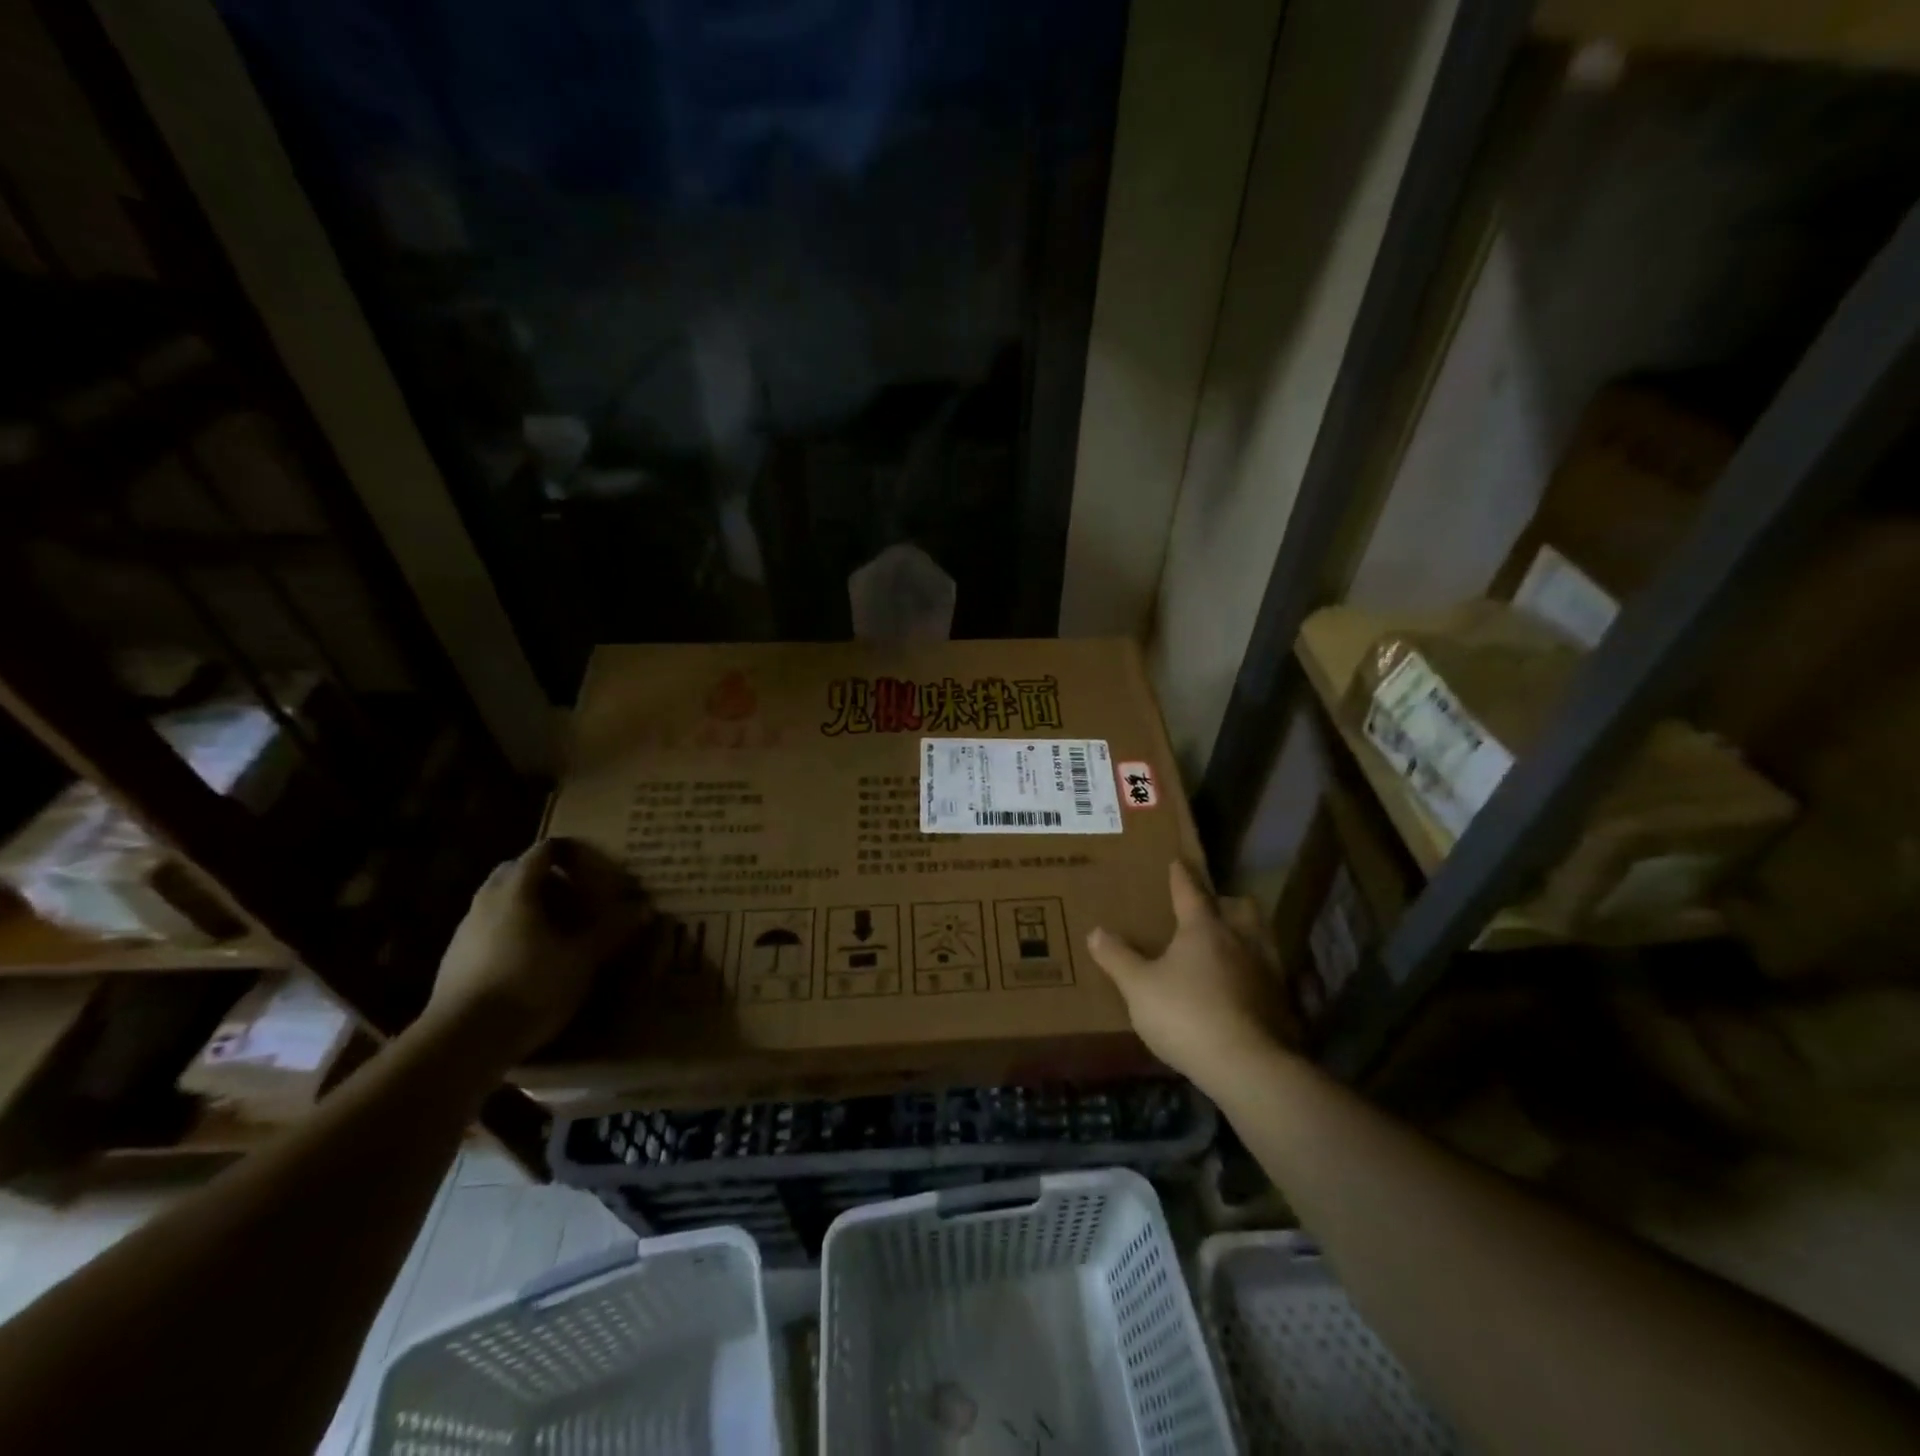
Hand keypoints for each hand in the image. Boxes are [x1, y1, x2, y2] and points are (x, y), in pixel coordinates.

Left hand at [424, 838, 645, 1066]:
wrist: (463, 1040)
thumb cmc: (530, 985)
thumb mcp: (583, 957)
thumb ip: (611, 928)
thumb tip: (644, 908)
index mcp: (517, 890)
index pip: (544, 851)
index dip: (571, 852)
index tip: (594, 866)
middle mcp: (486, 901)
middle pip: (516, 871)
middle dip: (546, 877)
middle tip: (576, 895)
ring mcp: (465, 930)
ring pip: (498, 900)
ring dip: (527, 904)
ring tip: (556, 928)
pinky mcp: (454, 960)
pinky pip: (487, 928)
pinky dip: (510, 930)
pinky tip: (529, 958)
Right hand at [1087, 861, 1289, 1093]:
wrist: (1247, 1066)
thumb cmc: (1186, 1014)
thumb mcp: (1139, 987)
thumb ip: (1117, 958)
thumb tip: (1096, 931)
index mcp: (1204, 928)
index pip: (1189, 892)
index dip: (1181, 876)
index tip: (1177, 861)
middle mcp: (1240, 940)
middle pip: (1240, 908)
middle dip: (1227, 903)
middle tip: (1212, 908)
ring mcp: (1267, 970)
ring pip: (1261, 939)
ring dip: (1247, 936)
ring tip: (1231, 946)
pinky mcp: (1282, 1002)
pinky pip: (1269, 975)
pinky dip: (1256, 974)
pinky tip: (1245, 989)